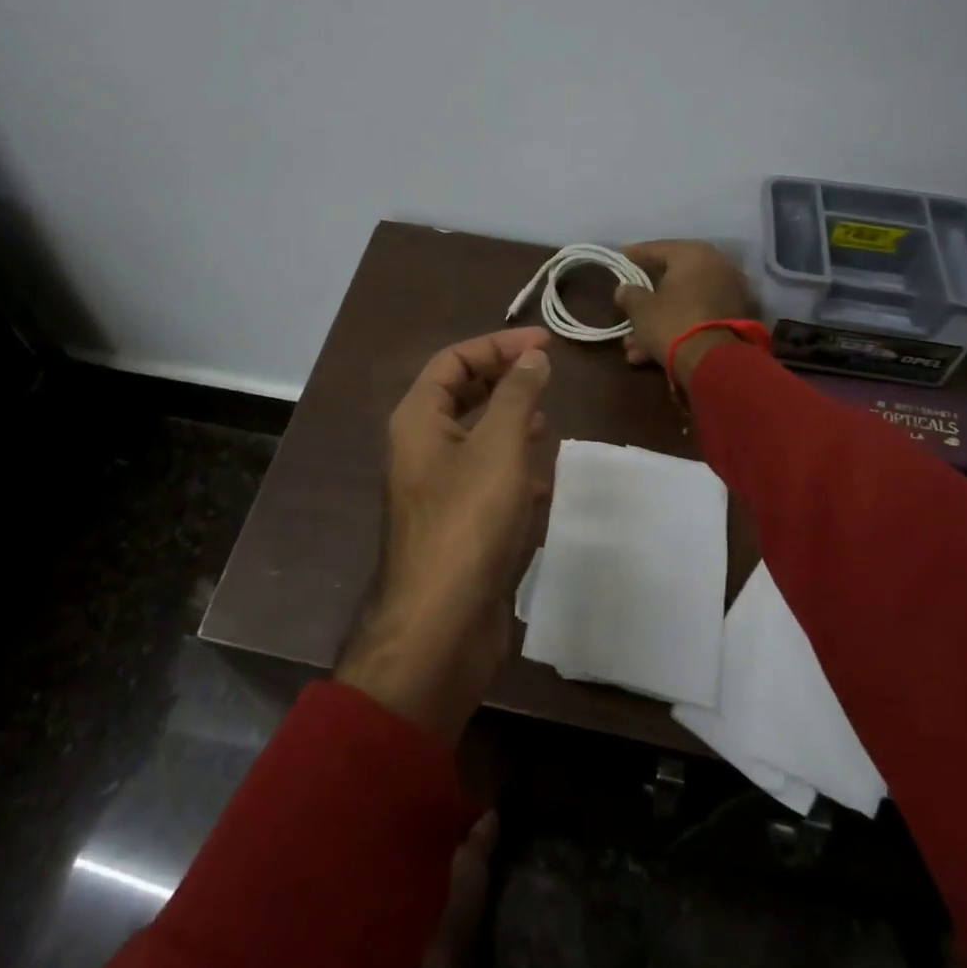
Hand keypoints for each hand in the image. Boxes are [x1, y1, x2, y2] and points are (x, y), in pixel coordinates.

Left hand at [336, 328, 552, 741]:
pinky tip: (542, 473)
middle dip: (503, 379)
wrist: (441, 624)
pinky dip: (512, 466)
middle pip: (461, 395)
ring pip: (475, 437)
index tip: (546, 343)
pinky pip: (485, 478)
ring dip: (509, 421)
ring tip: (548, 416)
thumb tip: (533, 357)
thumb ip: (517, 395)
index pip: (454, 360)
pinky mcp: (458, 522)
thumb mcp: (498, 446)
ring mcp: (438, 487)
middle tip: (547, 373)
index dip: (498, 345)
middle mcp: (421, 447)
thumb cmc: (468, 521)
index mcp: (418, 419)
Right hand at [613, 240, 753, 385]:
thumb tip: (624, 289)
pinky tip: (648, 354)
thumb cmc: (672, 322)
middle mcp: (715, 267)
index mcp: (693, 255)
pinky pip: (694, 317)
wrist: (713, 361)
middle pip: (670, 279)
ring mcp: (726, 294)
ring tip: (631, 346)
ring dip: (656, 322)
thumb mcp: (640, 308)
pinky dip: (674, 330)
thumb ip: (630, 294)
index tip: (619, 258)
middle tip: (624, 307)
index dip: (633, 255)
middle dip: (645, 299)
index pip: (657, 248)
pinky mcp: (731, 320)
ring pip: (681, 303)